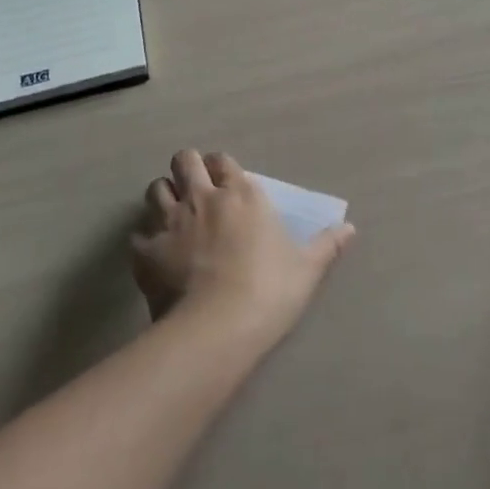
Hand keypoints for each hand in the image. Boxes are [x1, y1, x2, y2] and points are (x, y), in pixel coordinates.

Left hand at [131, 149, 353, 341]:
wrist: (218, 328)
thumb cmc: (269, 291)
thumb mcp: (306, 269)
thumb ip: (326, 245)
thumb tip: (351, 229)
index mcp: (241, 194)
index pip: (222, 160)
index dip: (221, 168)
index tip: (225, 182)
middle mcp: (202, 197)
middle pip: (184, 160)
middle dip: (186, 168)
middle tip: (193, 189)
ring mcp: (170, 222)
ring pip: (156, 189)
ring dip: (163, 197)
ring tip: (171, 215)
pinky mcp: (146, 251)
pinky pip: (138, 236)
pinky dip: (145, 242)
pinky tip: (154, 256)